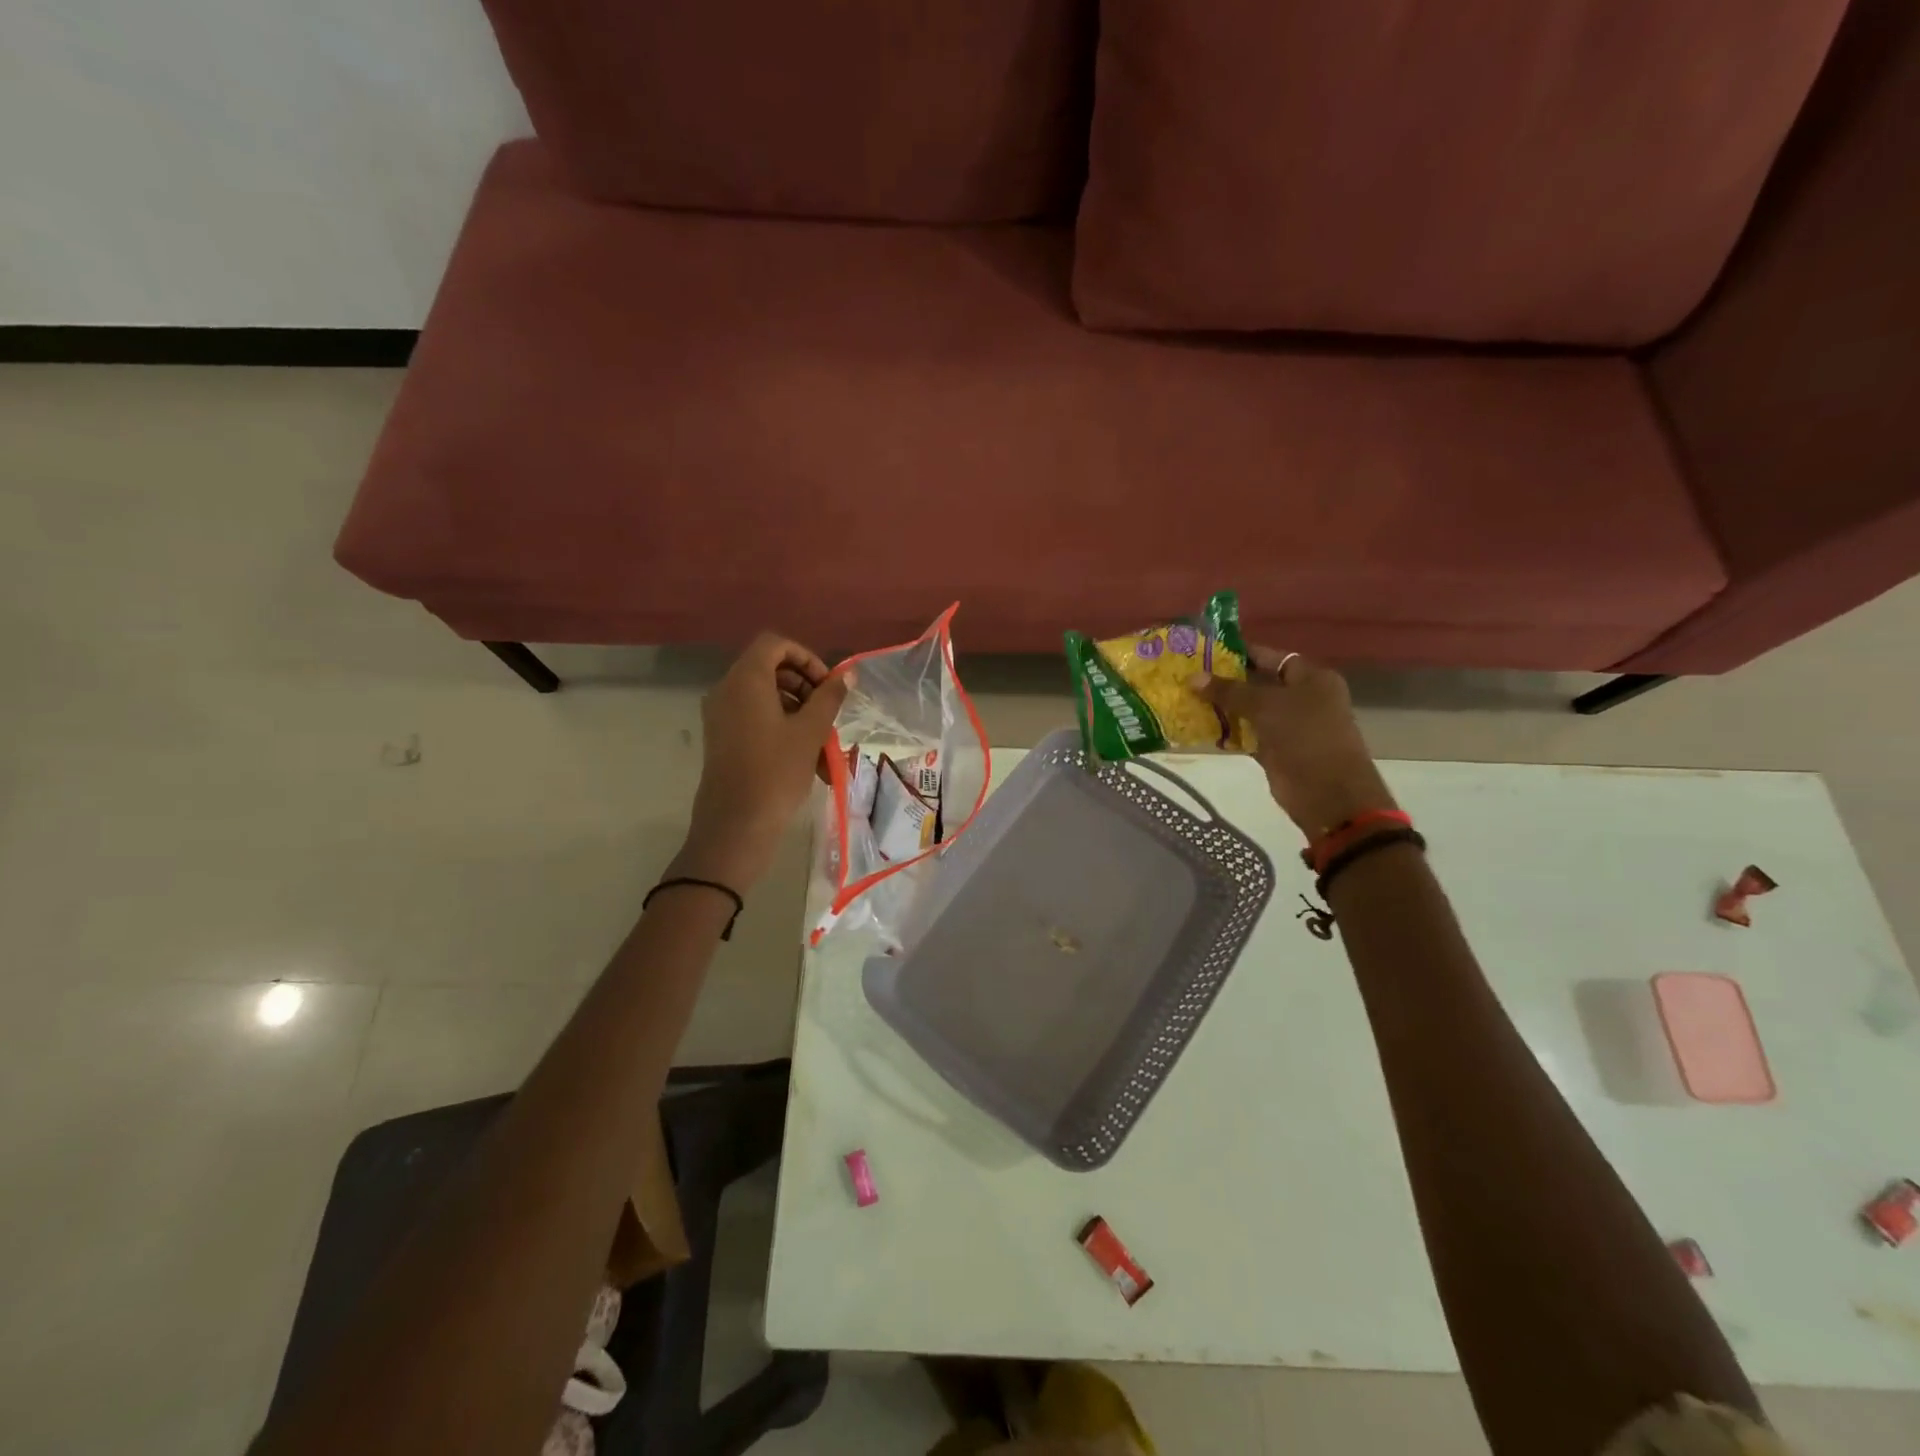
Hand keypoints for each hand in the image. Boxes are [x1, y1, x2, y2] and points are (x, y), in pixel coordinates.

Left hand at [675, 633, 847, 889]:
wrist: (735, 825)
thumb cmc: (775, 772)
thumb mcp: (810, 732)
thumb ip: (829, 698)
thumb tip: (847, 674)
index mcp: (745, 680)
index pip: (775, 644)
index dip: (806, 658)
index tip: (828, 686)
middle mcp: (727, 690)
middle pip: (770, 669)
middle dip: (806, 687)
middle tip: (829, 713)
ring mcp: (721, 716)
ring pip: (767, 697)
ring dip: (799, 711)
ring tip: (824, 744)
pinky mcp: (723, 738)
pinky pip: (756, 718)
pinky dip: (782, 727)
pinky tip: (807, 758)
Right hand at [1192, 648, 1396, 837]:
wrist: (1327, 793)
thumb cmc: (1304, 736)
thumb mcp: (1265, 705)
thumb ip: (1229, 690)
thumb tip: (1193, 677)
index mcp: (1312, 678)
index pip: (1271, 656)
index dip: (1240, 653)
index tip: (1206, 652)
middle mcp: (1303, 698)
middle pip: (1259, 683)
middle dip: (1226, 681)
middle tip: (1190, 676)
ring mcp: (1290, 725)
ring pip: (1251, 710)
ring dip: (1223, 707)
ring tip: (1188, 698)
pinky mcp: (1277, 750)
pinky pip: (1248, 734)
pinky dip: (1229, 732)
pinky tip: (1200, 727)